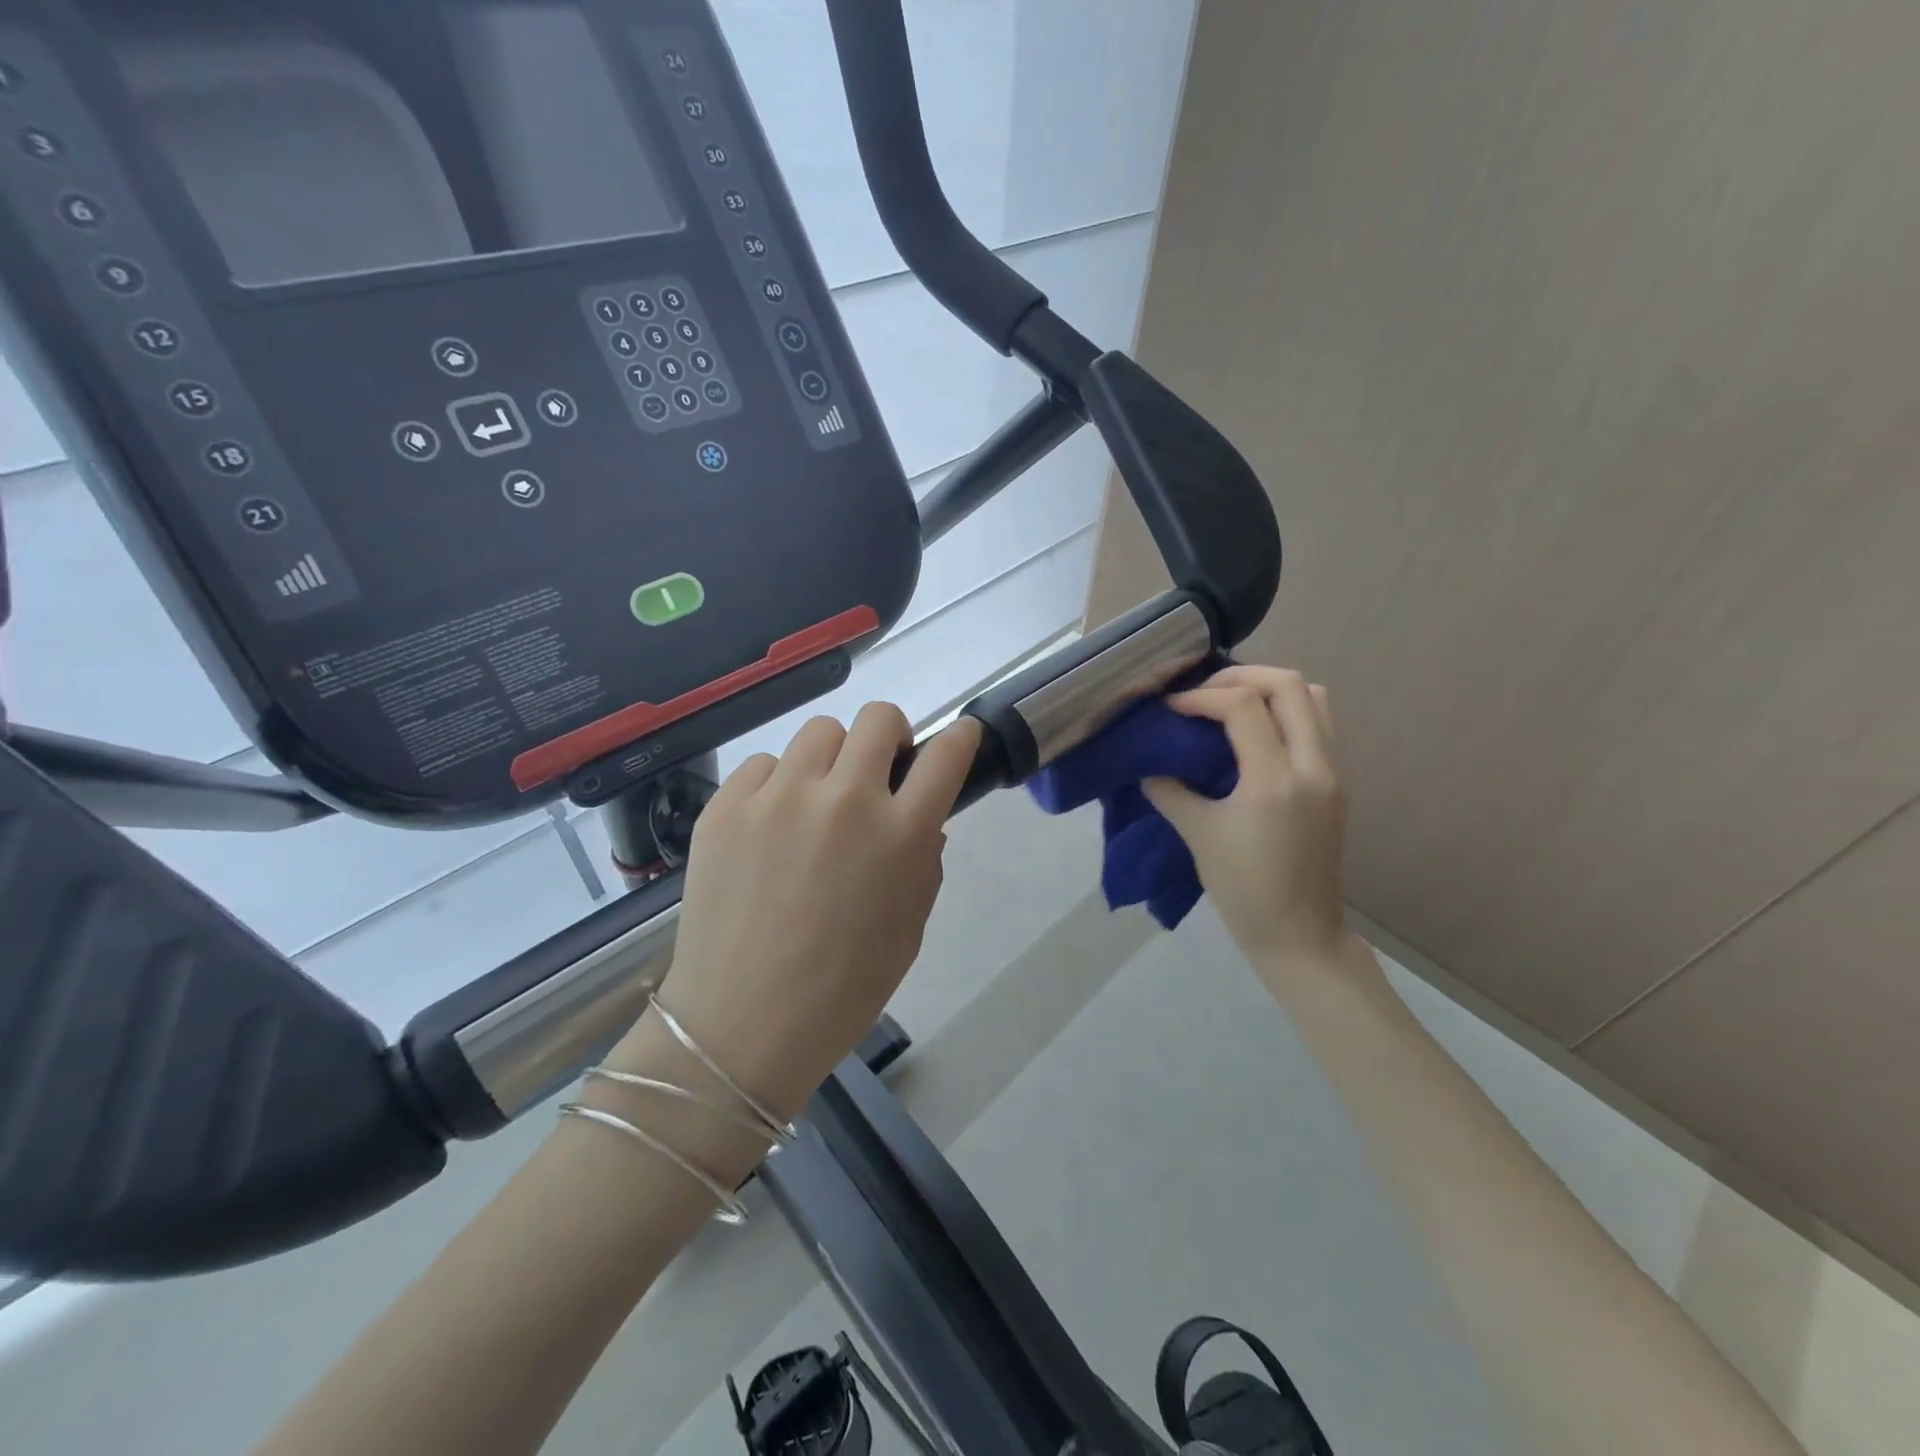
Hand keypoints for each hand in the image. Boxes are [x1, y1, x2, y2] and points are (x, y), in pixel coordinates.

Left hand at [623, 704, 981, 1119]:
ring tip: (817, 801)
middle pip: (879, 718)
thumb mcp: (909, 929)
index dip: (960, 736)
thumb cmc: (842, 989)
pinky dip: (777, 786)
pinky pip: (763, 765)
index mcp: (900, 835)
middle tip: (880, 772)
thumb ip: (923, 862)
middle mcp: (844, 800)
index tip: (960, 735)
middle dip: (891, 735)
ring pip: (820, 732)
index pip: (946, 755)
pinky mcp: (727, 805)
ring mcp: (779, 797)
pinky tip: (769, 827)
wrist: (742, 1025)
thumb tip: (919, 819)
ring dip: (832, 758)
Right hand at [1143, 666, 1350, 972]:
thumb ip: (1170, 791)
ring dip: (1270, 690)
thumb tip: (1148, 765)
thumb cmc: (1243, 889)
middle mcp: (1313, 766)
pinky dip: (1286, 712)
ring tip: (1230, 705)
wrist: (1298, 935)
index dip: (1200, 697)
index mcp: (1275, 780)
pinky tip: (1253, 734)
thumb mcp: (1198, 835)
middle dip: (1241, 677)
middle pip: (1290, 685)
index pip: (1243, 706)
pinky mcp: (1337, 785)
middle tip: (1204, 694)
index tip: (1170, 710)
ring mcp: (1332, 774)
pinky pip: (1318, 725)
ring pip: (1314, 699)